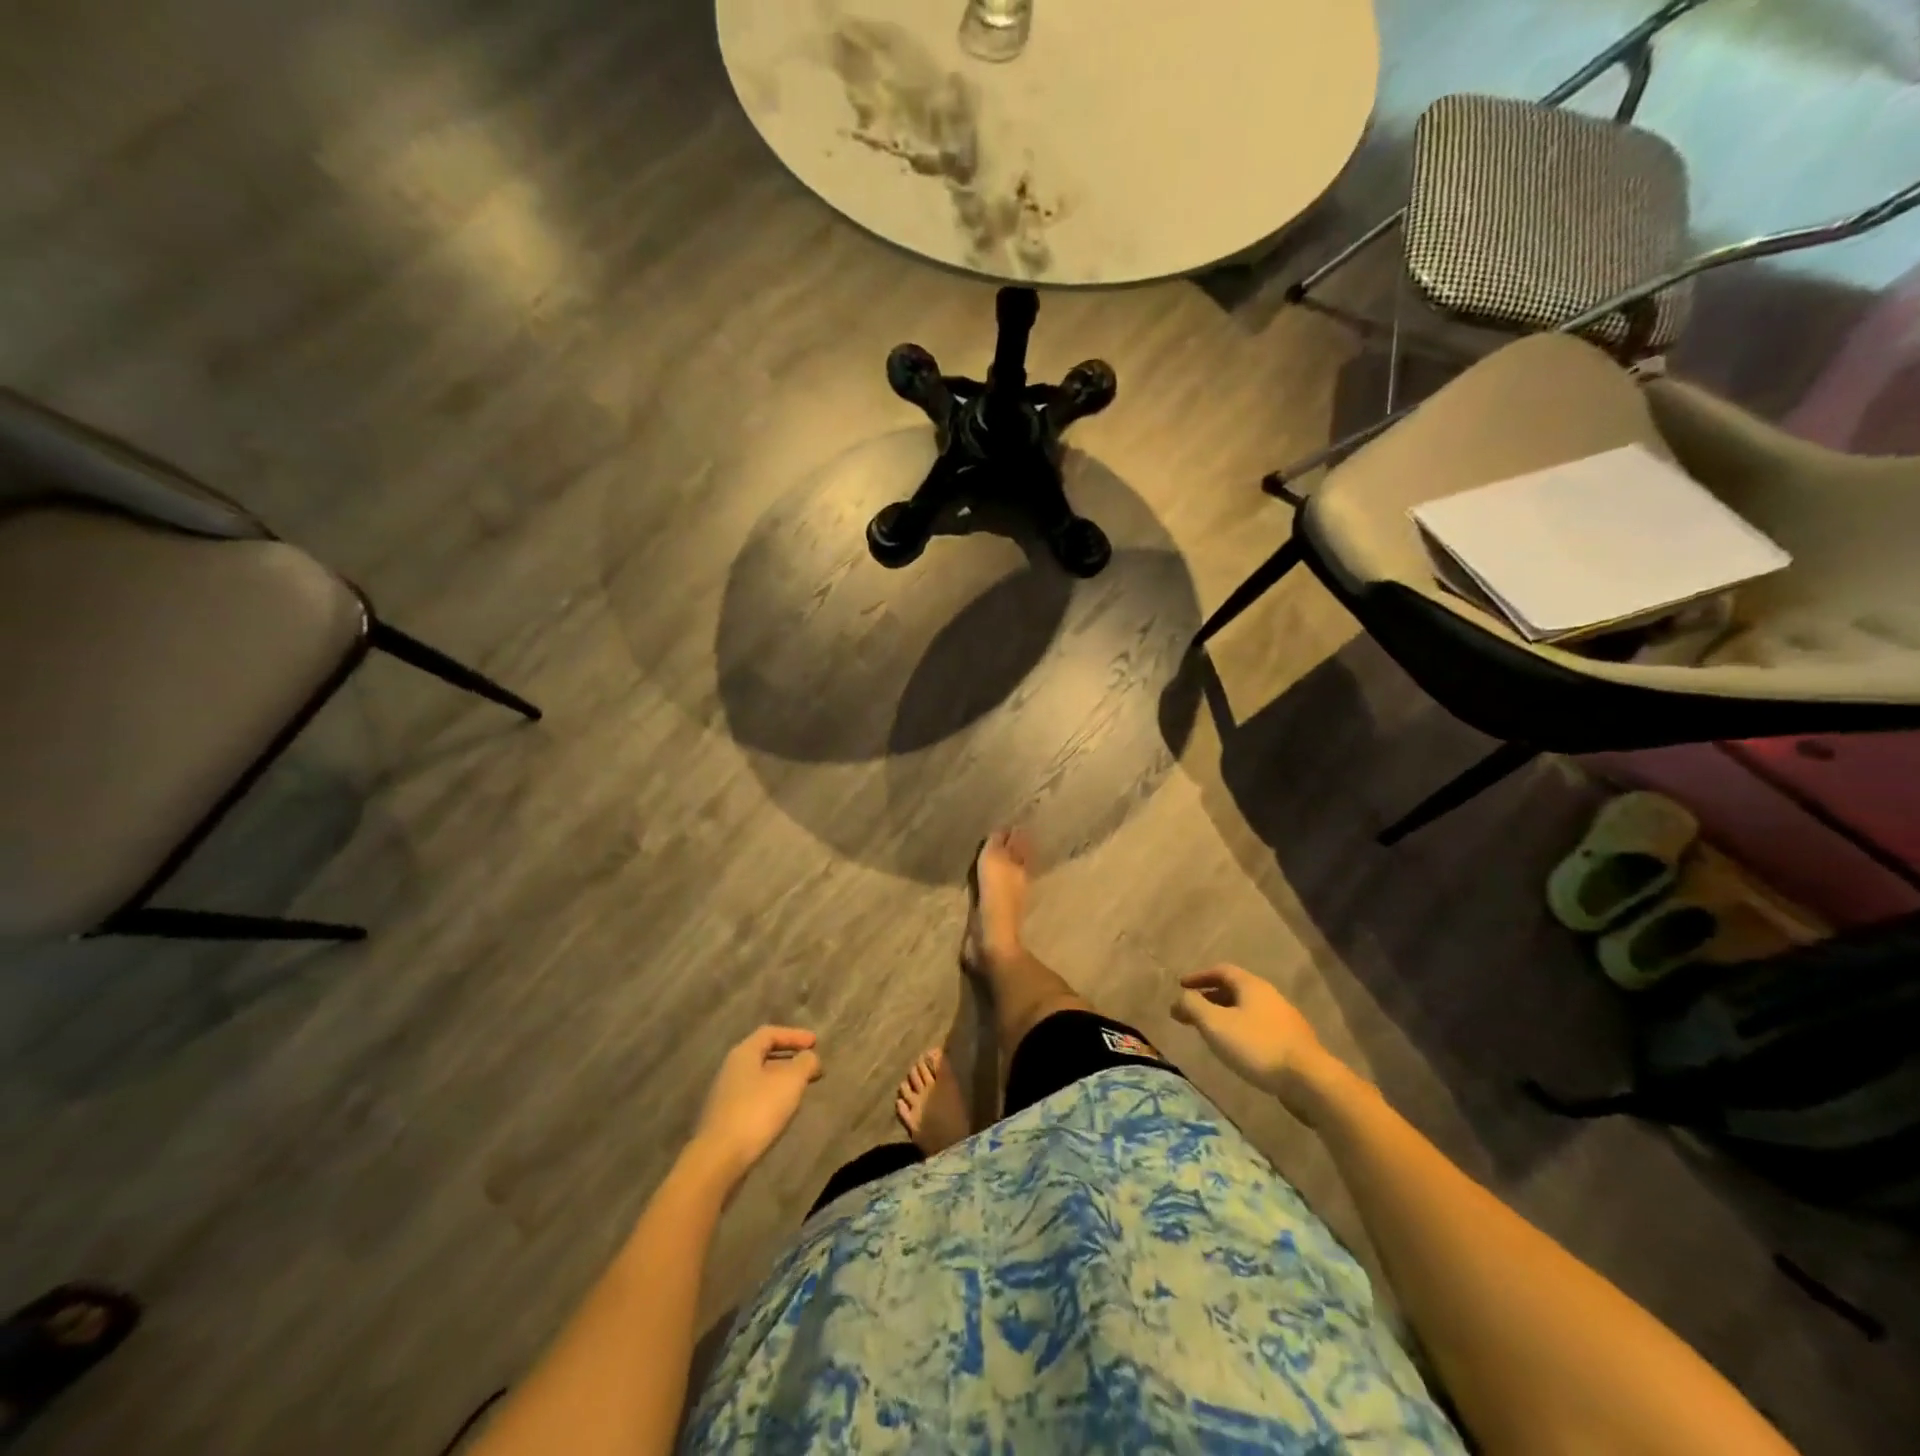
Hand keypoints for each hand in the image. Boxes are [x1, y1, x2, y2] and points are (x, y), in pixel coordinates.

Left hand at [690, 1026, 822, 1184]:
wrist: (719, 1159)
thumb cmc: (757, 1111)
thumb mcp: (790, 1082)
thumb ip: (804, 1063)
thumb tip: (810, 1057)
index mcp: (743, 1053)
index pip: (770, 1033)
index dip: (794, 1035)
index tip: (816, 1043)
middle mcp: (731, 1069)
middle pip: (764, 1054)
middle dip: (790, 1058)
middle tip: (812, 1066)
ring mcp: (725, 1095)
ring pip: (759, 1077)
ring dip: (782, 1079)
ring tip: (802, 1089)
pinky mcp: (725, 1118)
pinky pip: (754, 1097)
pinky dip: (772, 1096)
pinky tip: (783, 1110)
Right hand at [1172, 965, 1333, 1099]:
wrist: (1309, 1080)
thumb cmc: (1257, 1045)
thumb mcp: (1215, 1024)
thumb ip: (1193, 1006)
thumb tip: (1181, 997)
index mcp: (1251, 985)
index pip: (1221, 970)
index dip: (1199, 976)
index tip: (1181, 986)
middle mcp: (1269, 996)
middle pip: (1234, 990)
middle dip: (1208, 998)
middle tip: (1189, 1011)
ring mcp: (1283, 1019)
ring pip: (1246, 1009)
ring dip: (1224, 1015)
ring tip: (1209, 1031)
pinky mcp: (1291, 1042)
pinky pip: (1257, 1027)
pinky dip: (1239, 1029)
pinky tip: (1235, 1048)